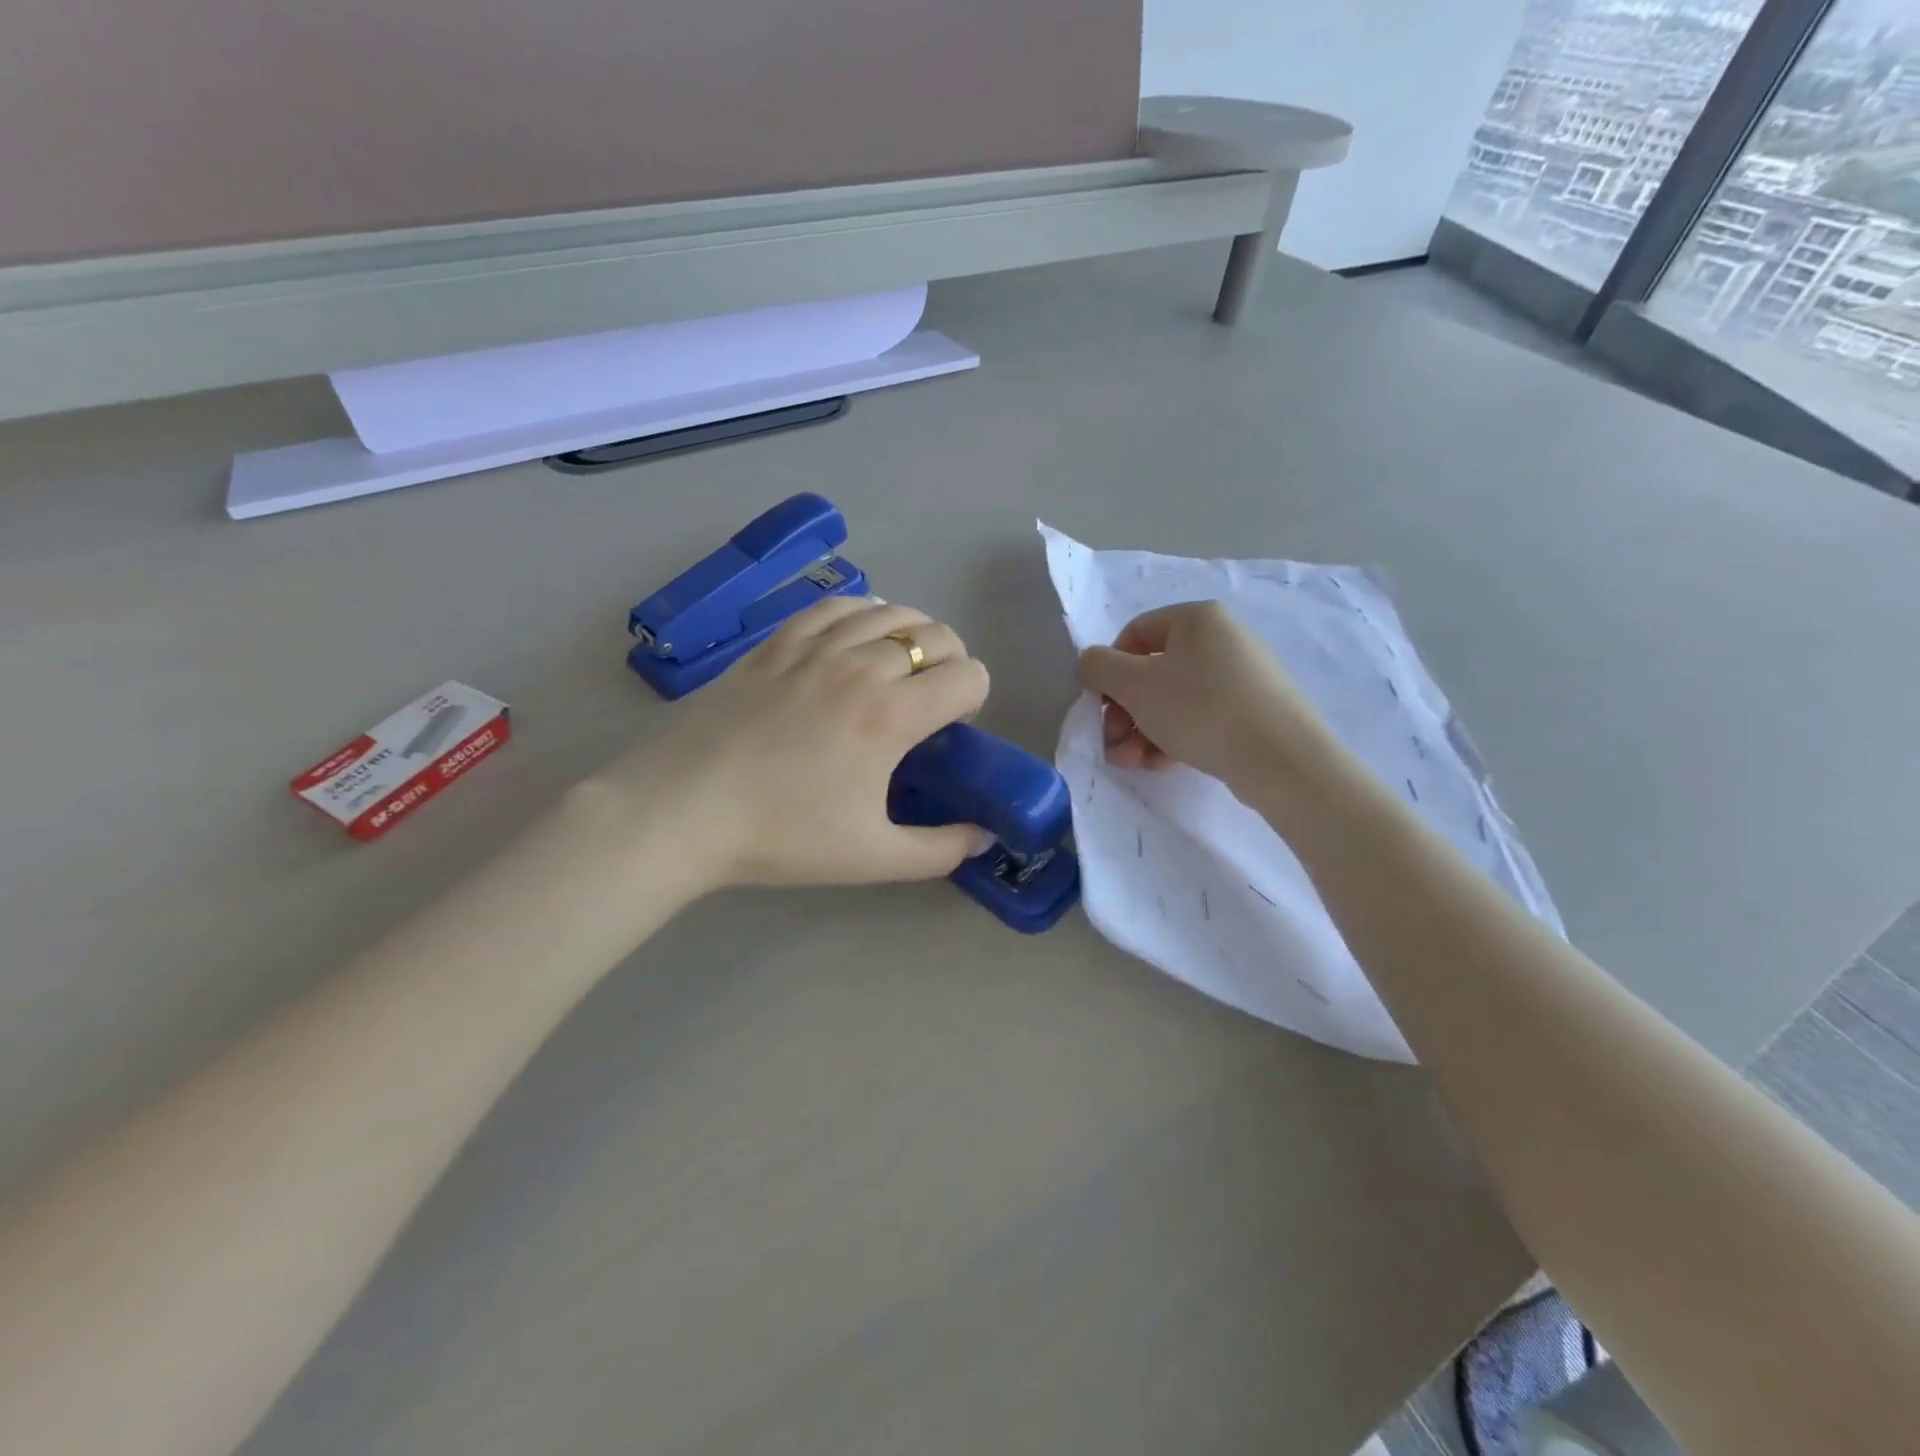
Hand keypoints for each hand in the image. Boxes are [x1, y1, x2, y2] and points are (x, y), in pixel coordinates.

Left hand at [589, 597, 993, 892]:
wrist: (681, 811)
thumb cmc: (781, 835)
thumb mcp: (872, 858)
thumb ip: (939, 850)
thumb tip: (983, 837)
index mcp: (891, 715)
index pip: (967, 675)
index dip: (974, 698)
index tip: (950, 729)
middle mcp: (860, 666)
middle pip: (936, 636)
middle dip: (950, 663)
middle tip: (928, 702)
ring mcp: (813, 647)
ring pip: (889, 611)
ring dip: (912, 634)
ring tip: (898, 666)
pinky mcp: (774, 643)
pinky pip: (834, 607)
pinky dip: (861, 613)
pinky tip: (855, 635)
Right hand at [1076, 601, 1339, 789]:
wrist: (1280, 759)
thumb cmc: (1200, 709)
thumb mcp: (1135, 685)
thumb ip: (1099, 667)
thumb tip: (1091, 663)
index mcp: (1197, 618)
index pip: (1134, 633)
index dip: (1110, 669)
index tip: (1102, 705)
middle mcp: (1222, 639)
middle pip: (1152, 671)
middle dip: (1125, 711)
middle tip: (1115, 743)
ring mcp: (1241, 676)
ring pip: (1173, 700)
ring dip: (1143, 731)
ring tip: (1134, 763)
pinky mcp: (1253, 711)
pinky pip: (1200, 717)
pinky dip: (1174, 737)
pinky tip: (1161, 764)